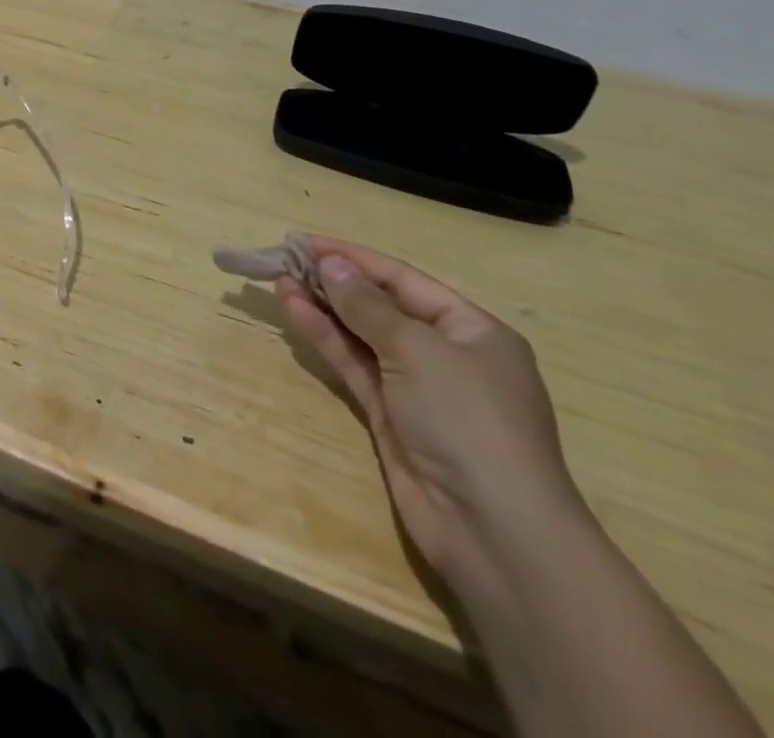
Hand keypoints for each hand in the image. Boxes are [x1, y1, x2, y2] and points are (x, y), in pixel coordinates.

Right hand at [276, 237, 587, 591]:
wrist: (494, 532)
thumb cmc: (468, 421)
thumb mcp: (418, 351)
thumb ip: (367, 306)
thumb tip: (331, 264)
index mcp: (472, 330)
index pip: (403, 279)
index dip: (354, 258)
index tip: (306, 241)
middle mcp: (446, 354)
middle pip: (380, 305)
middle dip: (335, 282)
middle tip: (285, 258)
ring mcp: (417, 388)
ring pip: (361, 335)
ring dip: (323, 308)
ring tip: (279, 280)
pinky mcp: (390, 416)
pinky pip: (354, 365)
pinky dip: (326, 339)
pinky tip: (295, 312)